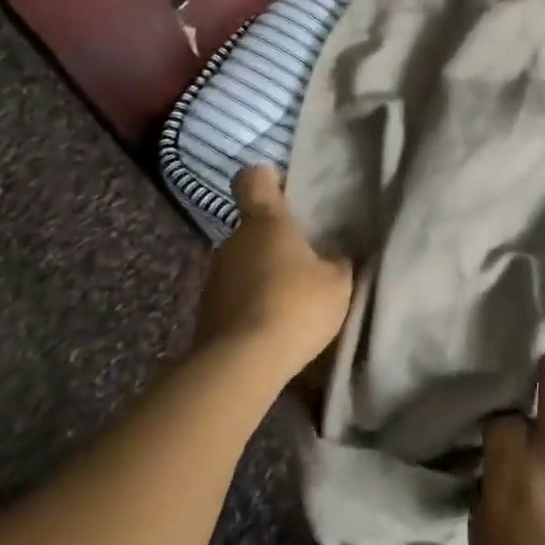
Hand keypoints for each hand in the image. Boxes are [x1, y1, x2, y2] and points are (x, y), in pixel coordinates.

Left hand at [194, 166, 352, 376]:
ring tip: (289, 300)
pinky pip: (233, 298)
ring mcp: (213, 278)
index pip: (253, 179)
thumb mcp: (338, 282)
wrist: (242, 365)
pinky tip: (272, 327)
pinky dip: (249, 306)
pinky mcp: (205, 315)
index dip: (267, 179)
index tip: (286, 190)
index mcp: (265, 221)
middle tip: (304, 259)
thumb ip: (339, 262)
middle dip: (273, 240)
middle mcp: (233, 241)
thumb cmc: (296, 305)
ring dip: (261, 275)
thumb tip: (338, 255)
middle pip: (251, 228)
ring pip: (241, 264)